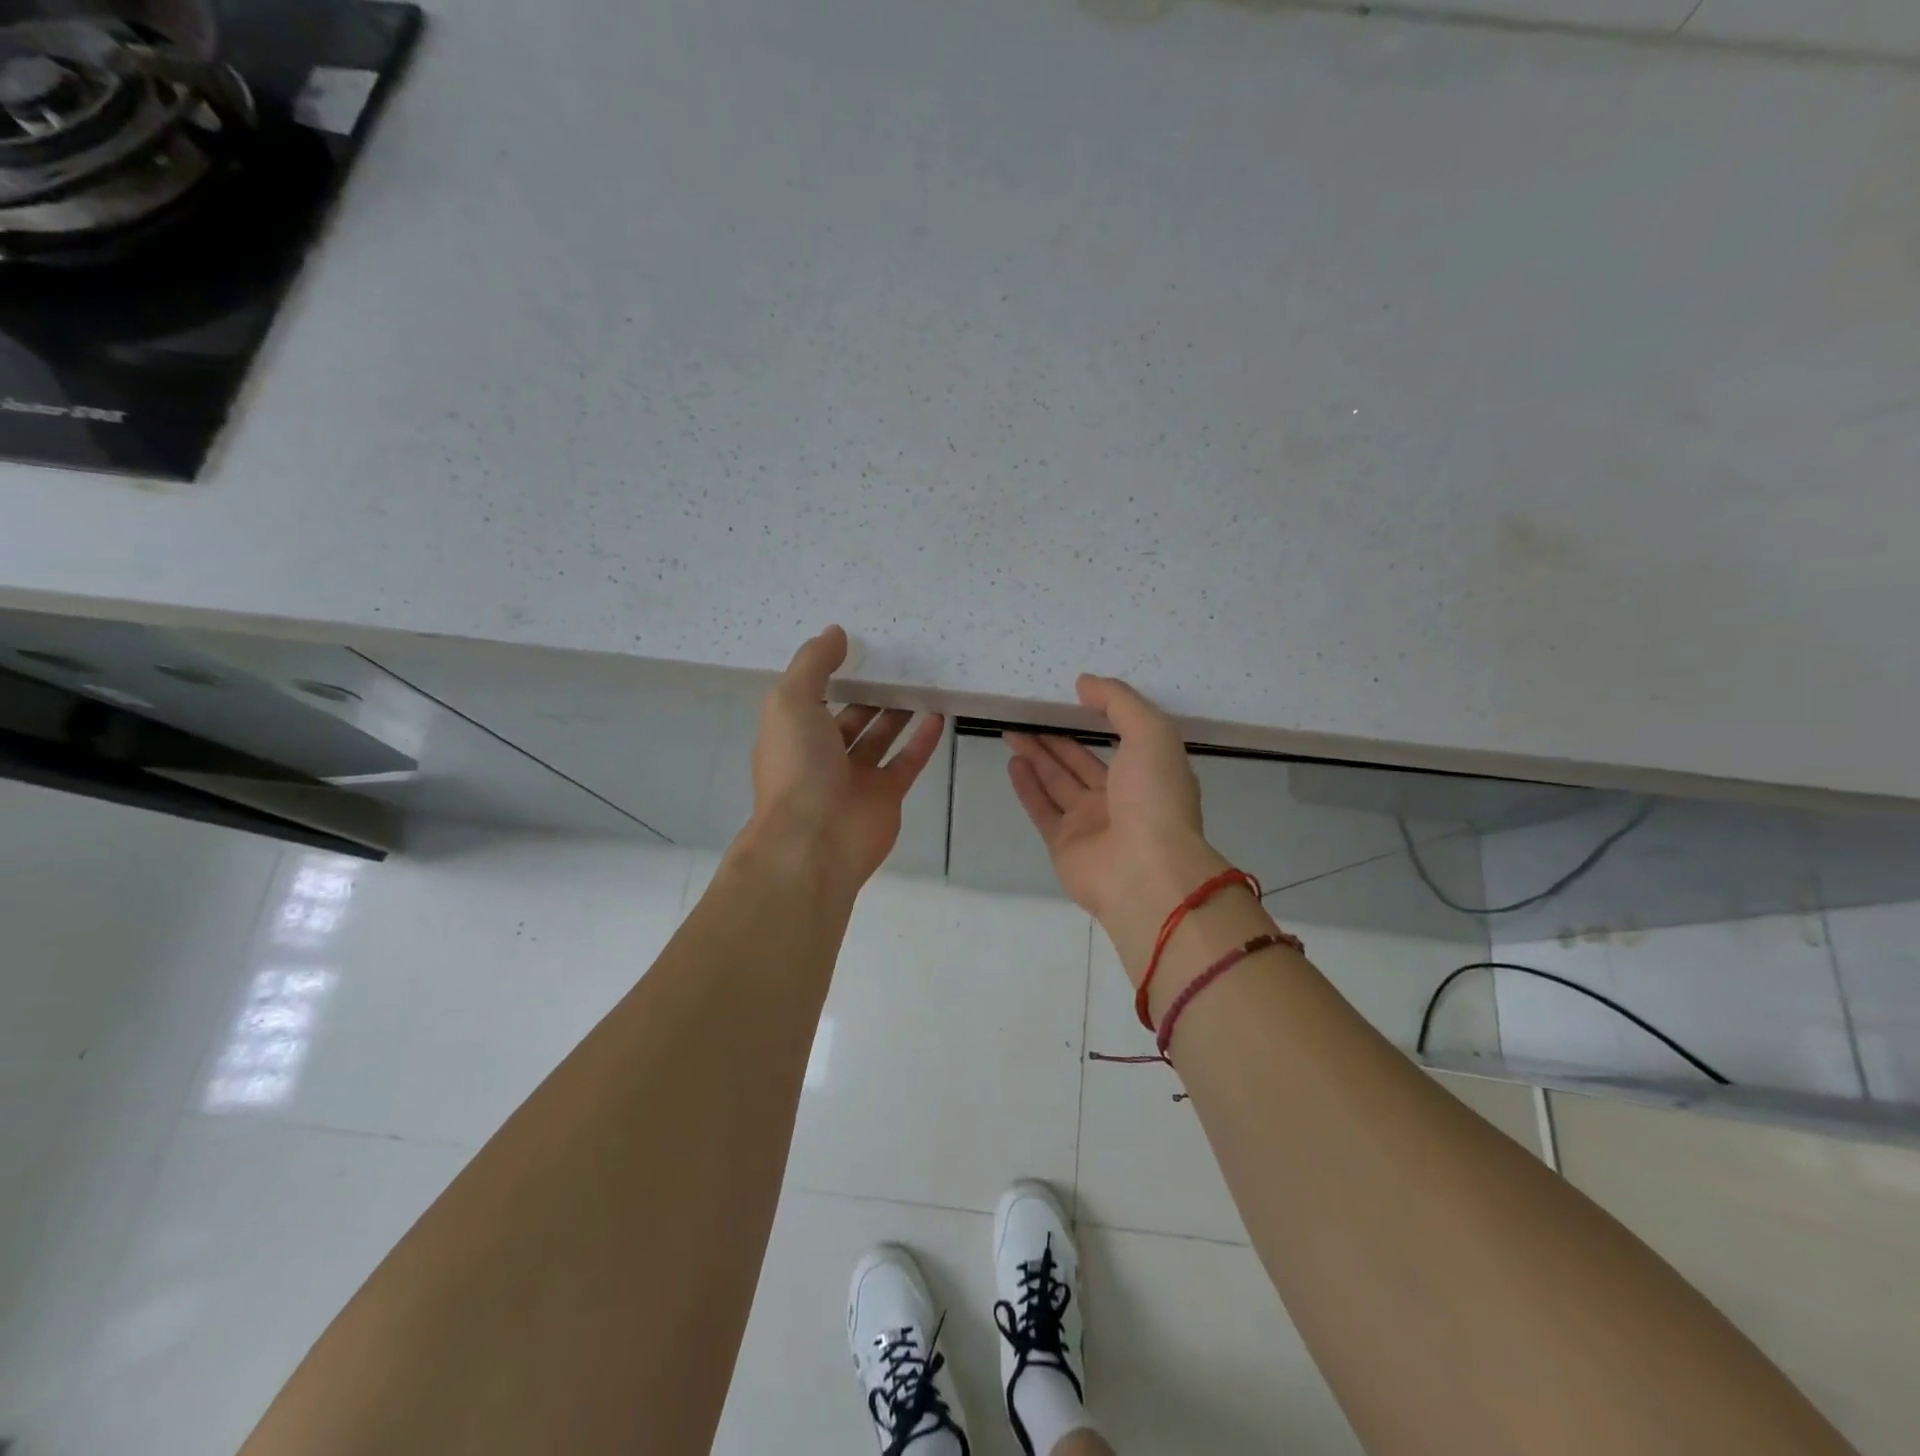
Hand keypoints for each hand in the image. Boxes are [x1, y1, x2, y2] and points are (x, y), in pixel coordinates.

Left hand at [742, 626, 945, 892]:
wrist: (815, 842)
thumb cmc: (797, 767)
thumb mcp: (791, 702)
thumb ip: (813, 664)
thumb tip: (835, 632)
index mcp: (793, 734)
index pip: (812, 697)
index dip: (831, 673)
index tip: (859, 646)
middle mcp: (822, 756)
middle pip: (850, 717)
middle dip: (870, 692)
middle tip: (899, 662)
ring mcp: (855, 778)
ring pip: (880, 737)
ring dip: (898, 712)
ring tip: (922, 681)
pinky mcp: (886, 796)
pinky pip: (907, 761)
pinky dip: (923, 740)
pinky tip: (940, 714)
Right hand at [1006, 676, 1228, 945]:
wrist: (1145, 872)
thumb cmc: (1155, 797)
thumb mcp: (1150, 733)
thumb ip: (1118, 702)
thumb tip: (1084, 683)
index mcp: (1149, 773)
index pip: (1121, 739)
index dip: (1097, 717)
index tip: (1071, 696)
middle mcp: (1120, 798)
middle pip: (1081, 761)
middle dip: (1056, 737)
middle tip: (1028, 713)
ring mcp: (1091, 823)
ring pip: (1058, 782)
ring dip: (1036, 756)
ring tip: (1012, 730)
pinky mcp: (1064, 844)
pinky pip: (1042, 809)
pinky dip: (1027, 786)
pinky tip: (1013, 762)